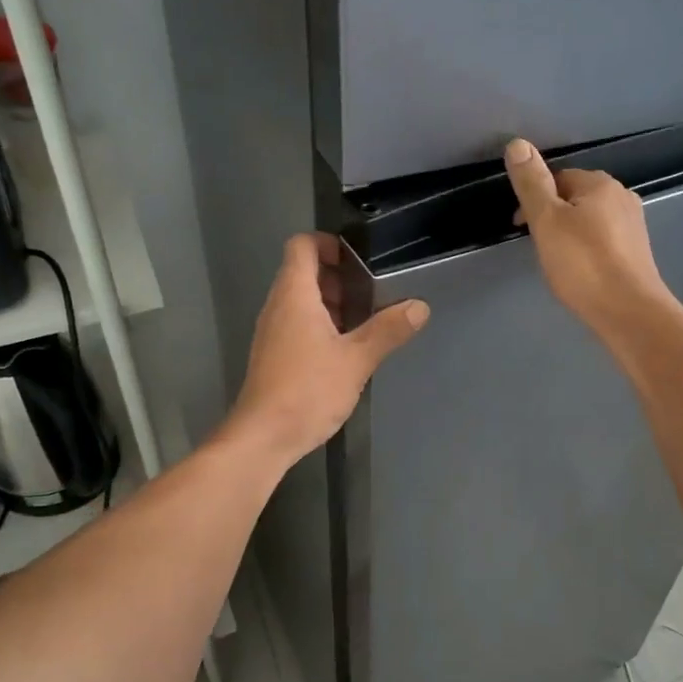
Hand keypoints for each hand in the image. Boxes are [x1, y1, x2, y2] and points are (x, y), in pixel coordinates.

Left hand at [227, 233, 427, 462]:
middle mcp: (278, 306)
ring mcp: (272, 332)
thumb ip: (388, 330)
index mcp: (294, 295)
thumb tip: (419, 306)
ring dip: (331, 305)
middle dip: (338, 278)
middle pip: (303, 272)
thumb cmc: (308, 390)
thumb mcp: (357, 359)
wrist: (263, 437)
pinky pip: (296, 324)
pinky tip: (344, 352)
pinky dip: (320, 326)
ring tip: (364, 324)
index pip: (302, 245)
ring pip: (301, 301)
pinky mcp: (273, 355)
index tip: (359, 261)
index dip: (329, 244)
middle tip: (370, 296)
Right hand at [504, 138, 672, 339]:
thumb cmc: (583, 265)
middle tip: (537, 245)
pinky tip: (580, 270)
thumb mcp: (547, 221)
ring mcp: (634, 225)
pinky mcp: (637, 252)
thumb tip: (517, 143)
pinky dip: (587, 248)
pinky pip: (603, 240)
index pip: (558, 177)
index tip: (520, 226)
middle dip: (553, 215)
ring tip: (557, 260)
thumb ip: (531, 184)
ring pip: (590, 219)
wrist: (629, 312)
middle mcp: (622, 197)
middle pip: (575, 197)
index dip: (534, 198)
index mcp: (600, 184)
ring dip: (570, 232)